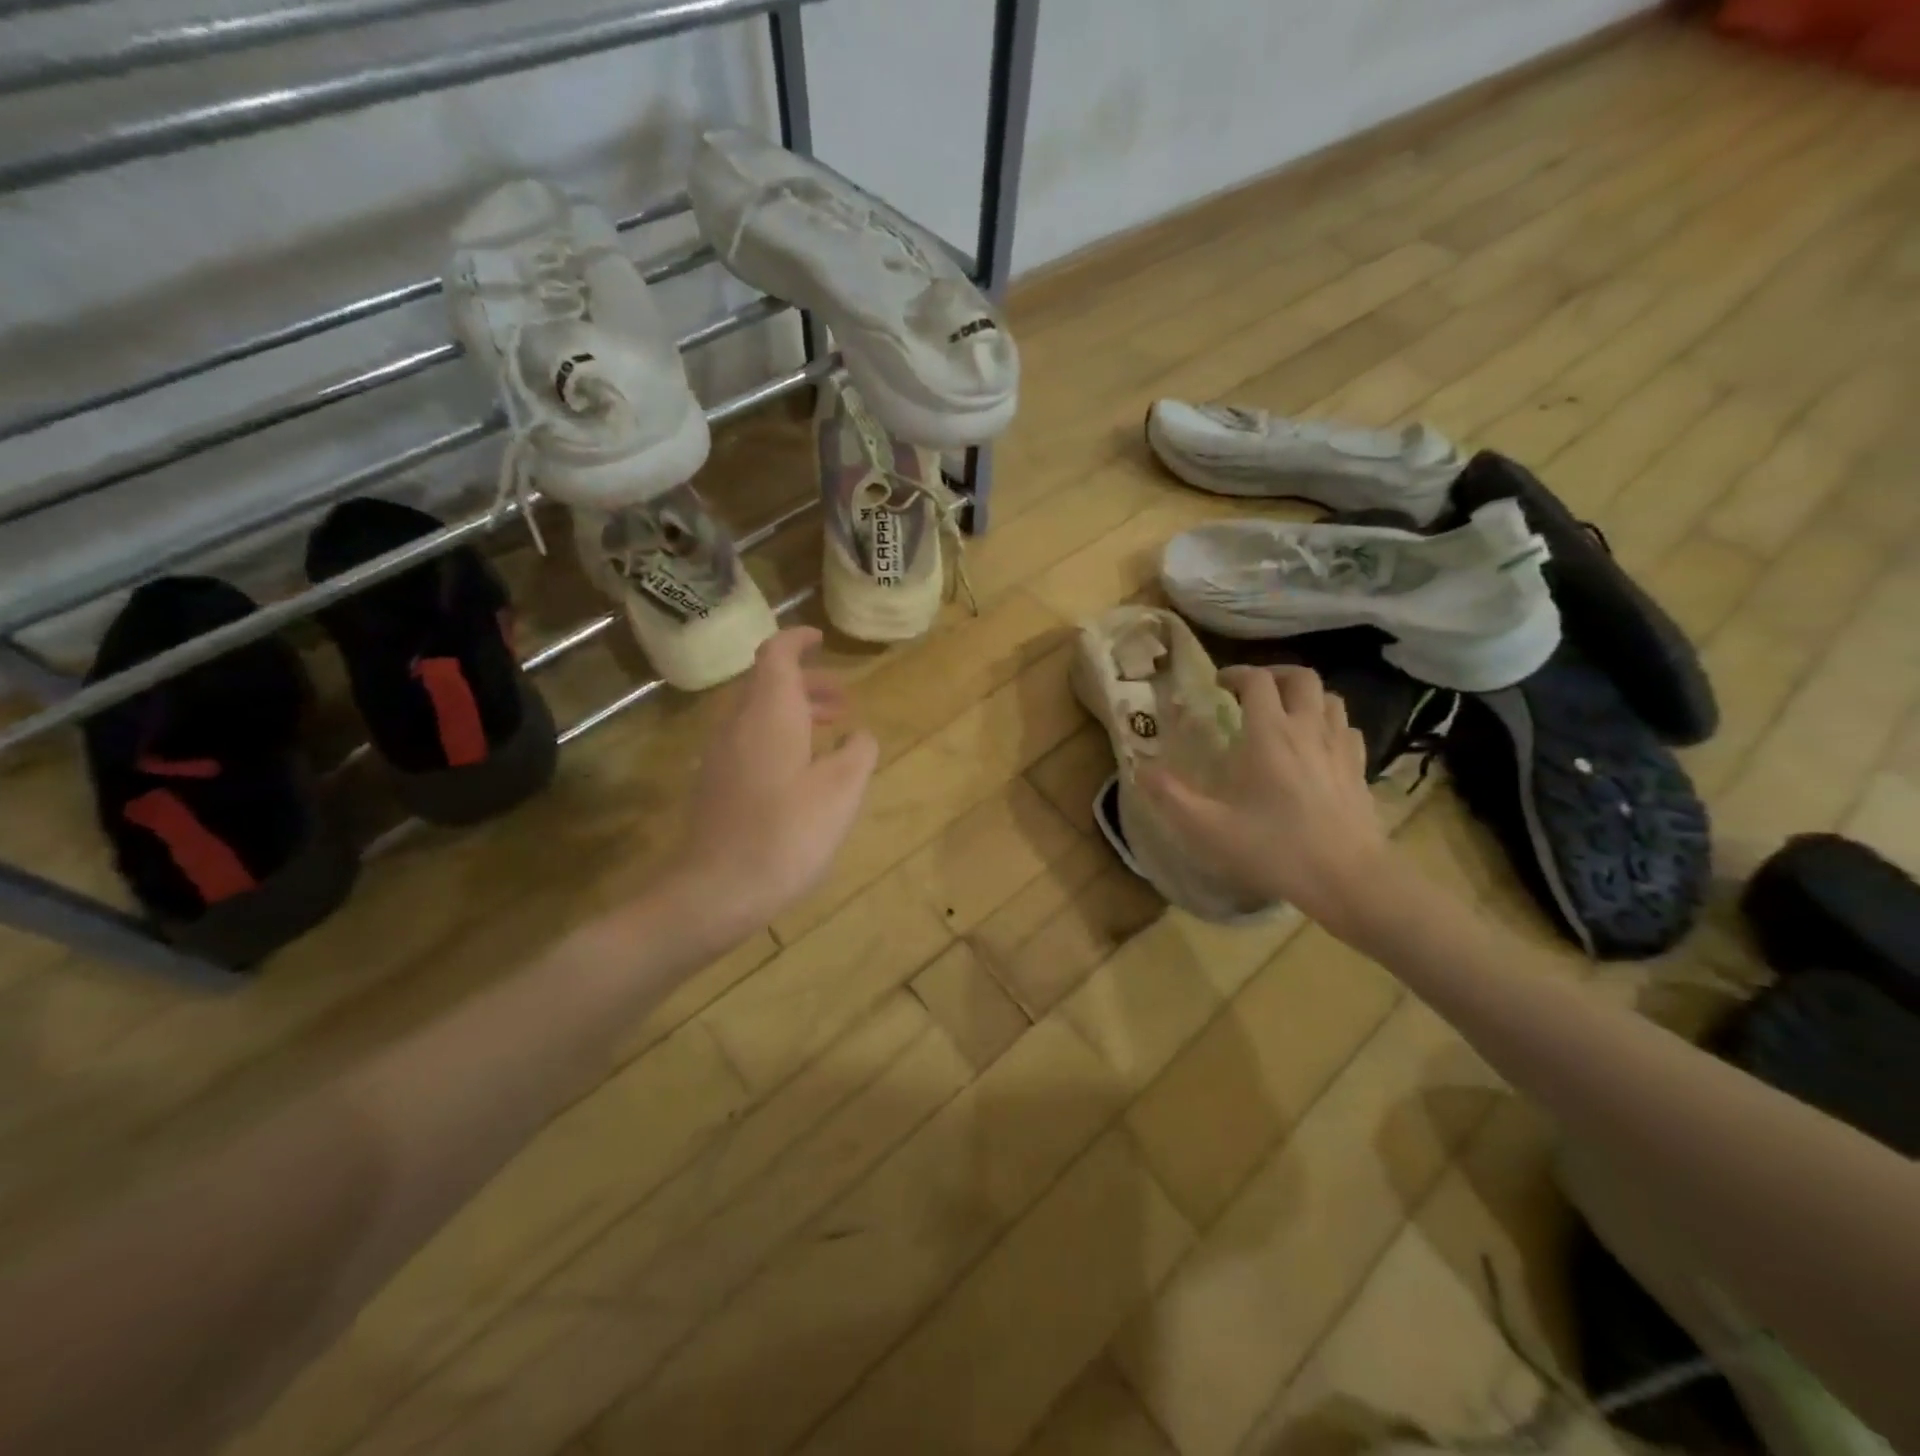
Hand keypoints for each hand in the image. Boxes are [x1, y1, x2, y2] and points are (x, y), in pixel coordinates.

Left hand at [673, 628, 877, 941]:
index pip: (777, 655)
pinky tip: (801, 771)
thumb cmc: (787, 833)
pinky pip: (748, 741)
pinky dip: (778, 737)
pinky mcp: (715, 783)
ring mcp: (720, 754)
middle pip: (767, 684)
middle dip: (806, 683)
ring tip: (830, 733)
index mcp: (769, 713)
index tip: (821, 640)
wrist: (717, 890)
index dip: (798, 640)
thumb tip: (860, 736)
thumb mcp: (842, 791)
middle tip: (843, 702)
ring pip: (757, 714)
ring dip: (794, 712)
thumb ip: (859, 753)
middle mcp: (738, 723)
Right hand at [1138, 665, 1393, 939]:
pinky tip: (1317, 745)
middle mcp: (1308, 729)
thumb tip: (1140, 770)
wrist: (1347, 878)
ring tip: (1284, 713)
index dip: (1236, 674)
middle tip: (1251, 691)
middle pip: (1301, 677)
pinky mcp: (1359, 769)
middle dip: (1274, 674)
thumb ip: (1170, 796)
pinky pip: (1348, 729)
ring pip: (1330, 698)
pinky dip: (1330, 725)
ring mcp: (1339, 748)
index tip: (1217, 685)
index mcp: (1269, 734)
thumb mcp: (1208, 828)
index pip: (1257, 680)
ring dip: (1305, 696)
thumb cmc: (1274, 848)